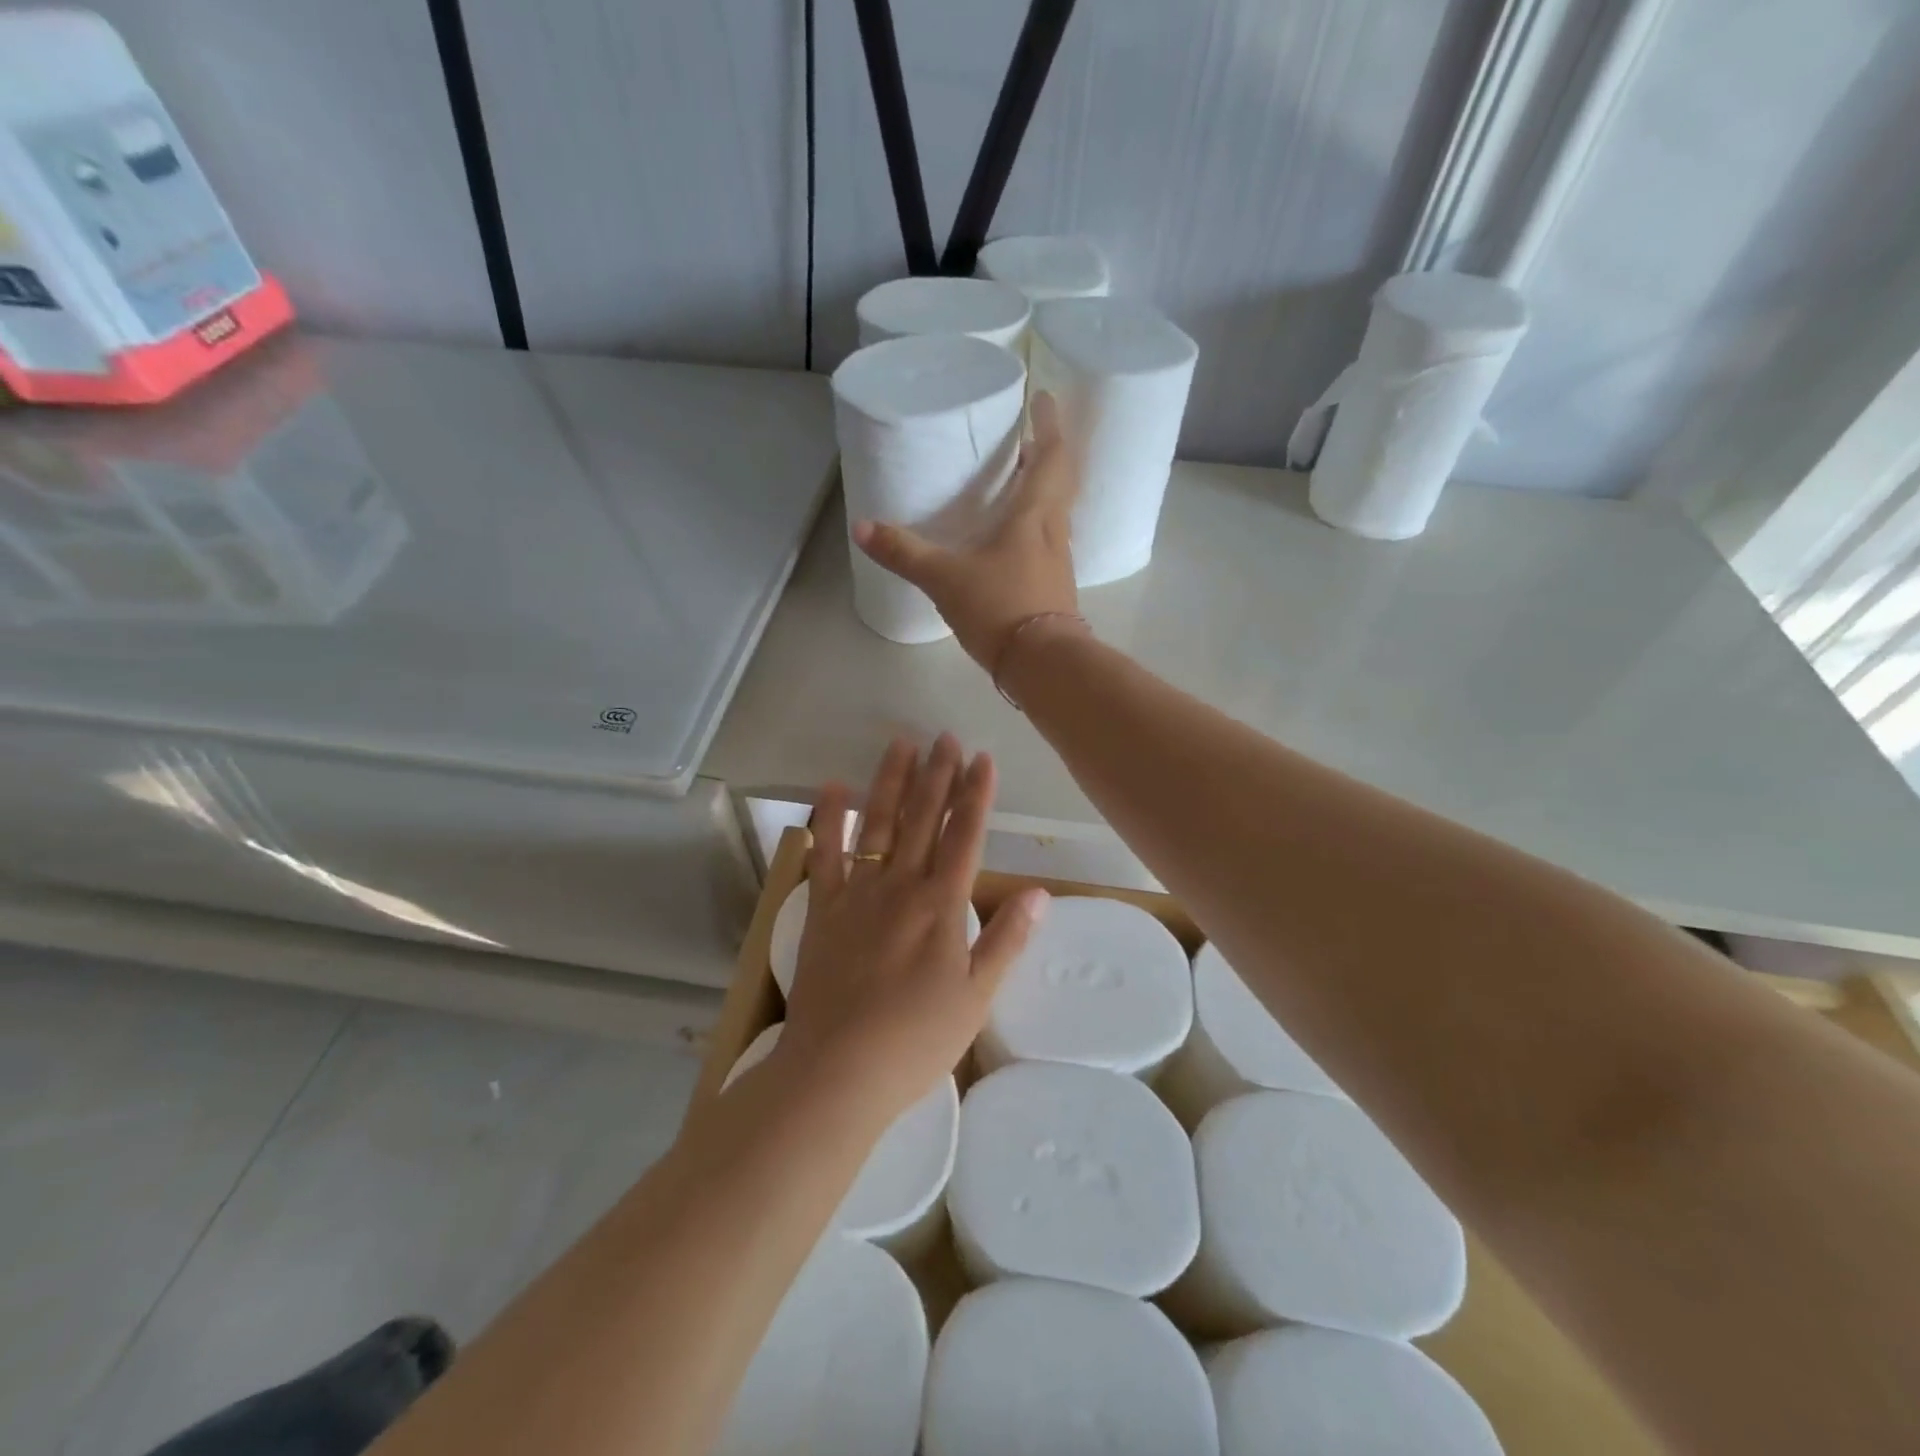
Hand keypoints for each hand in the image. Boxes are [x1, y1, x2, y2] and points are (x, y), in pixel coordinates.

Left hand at [775, 735, 1049, 1122]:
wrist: (837, 1071)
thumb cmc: (916, 1040)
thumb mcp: (976, 998)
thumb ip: (1006, 940)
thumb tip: (1041, 893)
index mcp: (942, 906)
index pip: (964, 836)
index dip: (976, 795)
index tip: (982, 758)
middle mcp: (900, 886)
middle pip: (922, 819)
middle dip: (936, 775)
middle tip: (944, 737)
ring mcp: (857, 893)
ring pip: (878, 824)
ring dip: (890, 781)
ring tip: (901, 744)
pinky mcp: (823, 909)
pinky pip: (826, 854)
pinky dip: (830, 819)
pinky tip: (833, 788)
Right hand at [852, 392, 1081, 671]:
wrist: (1043, 666)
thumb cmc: (1000, 608)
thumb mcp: (945, 579)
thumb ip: (905, 553)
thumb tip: (862, 528)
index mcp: (1034, 516)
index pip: (1051, 457)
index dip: (1049, 425)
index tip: (1044, 399)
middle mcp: (1054, 533)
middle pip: (1059, 483)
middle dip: (1046, 456)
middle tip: (1025, 440)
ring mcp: (1059, 564)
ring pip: (1056, 515)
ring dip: (1042, 494)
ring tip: (1017, 484)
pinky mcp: (1055, 590)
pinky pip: (1049, 545)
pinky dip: (1036, 529)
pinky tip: (1013, 543)